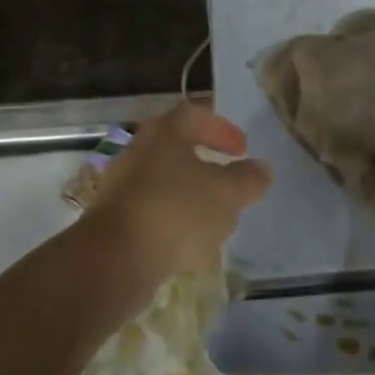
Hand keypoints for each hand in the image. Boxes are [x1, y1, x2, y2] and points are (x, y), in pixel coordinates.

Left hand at [90, 103, 271, 287]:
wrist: (114, 260)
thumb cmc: (176, 212)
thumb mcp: (226, 194)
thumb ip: (248, 179)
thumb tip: (261, 168)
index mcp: (165, 132)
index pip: (195, 114)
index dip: (222, 128)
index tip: (242, 149)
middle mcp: (139, 149)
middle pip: (176, 146)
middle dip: (205, 161)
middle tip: (228, 178)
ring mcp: (122, 184)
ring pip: (163, 179)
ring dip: (189, 192)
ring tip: (213, 215)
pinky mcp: (113, 218)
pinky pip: (150, 209)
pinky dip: (171, 217)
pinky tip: (187, 241)